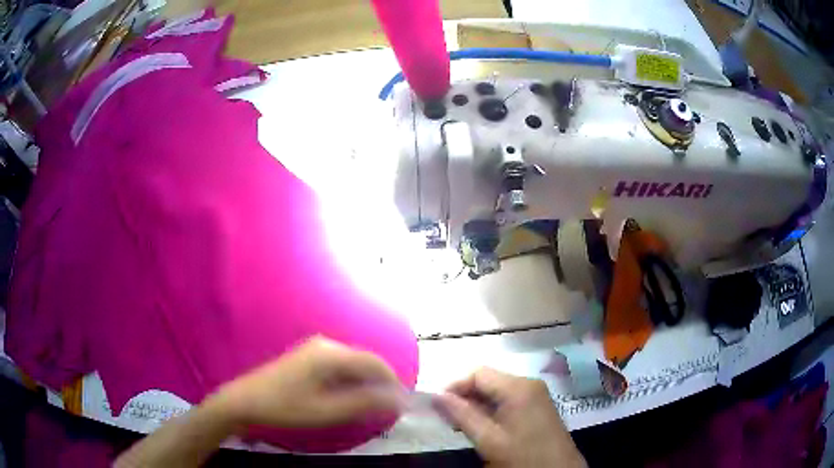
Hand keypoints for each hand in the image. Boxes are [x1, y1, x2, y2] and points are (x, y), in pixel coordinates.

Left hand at [208, 336, 404, 428]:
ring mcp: (315, 348)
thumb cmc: (285, 408)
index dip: (393, 383)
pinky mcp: (307, 356)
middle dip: (380, 384)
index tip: (403, 404)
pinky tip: (349, 397)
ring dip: (366, 383)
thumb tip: (398, 400)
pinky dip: (351, 381)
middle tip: (389, 409)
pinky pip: (340, 365)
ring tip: (373, 406)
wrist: (244, 401)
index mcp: (331, 354)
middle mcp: (326, 344)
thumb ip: (364, 403)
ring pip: (353, 363)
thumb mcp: (328, 411)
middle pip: (365, 361)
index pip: (375, 363)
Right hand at [437, 368, 585, 467]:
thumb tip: (437, 396)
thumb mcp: (488, 439)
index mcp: (518, 387)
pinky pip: (509, 399)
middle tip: (448, 418)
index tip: (438, 406)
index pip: (478, 373)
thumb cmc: (522, 456)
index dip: (455, 386)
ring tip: (461, 425)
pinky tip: (482, 426)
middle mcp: (528, 383)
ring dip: (477, 404)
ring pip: (497, 390)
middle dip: (465, 396)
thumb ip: (462, 415)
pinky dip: (492, 409)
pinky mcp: (538, 405)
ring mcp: (536, 393)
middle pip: (488, 380)